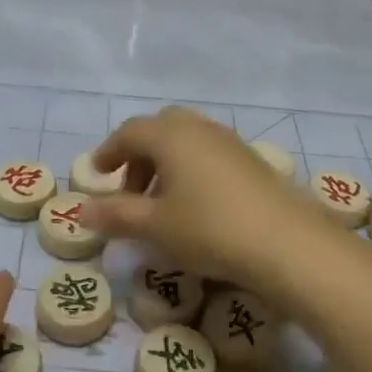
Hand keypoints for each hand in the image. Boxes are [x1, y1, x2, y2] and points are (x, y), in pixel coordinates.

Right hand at [85, 107, 329, 286]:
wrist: (288, 243)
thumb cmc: (210, 228)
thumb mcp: (156, 226)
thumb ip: (117, 214)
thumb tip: (83, 209)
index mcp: (171, 135)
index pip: (130, 132)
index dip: (109, 151)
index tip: (97, 174)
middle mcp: (200, 128)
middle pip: (160, 129)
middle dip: (140, 156)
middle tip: (131, 190)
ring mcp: (230, 142)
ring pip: (187, 141)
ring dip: (167, 165)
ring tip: (162, 204)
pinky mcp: (252, 161)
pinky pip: (210, 154)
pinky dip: (192, 171)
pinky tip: (197, 207)